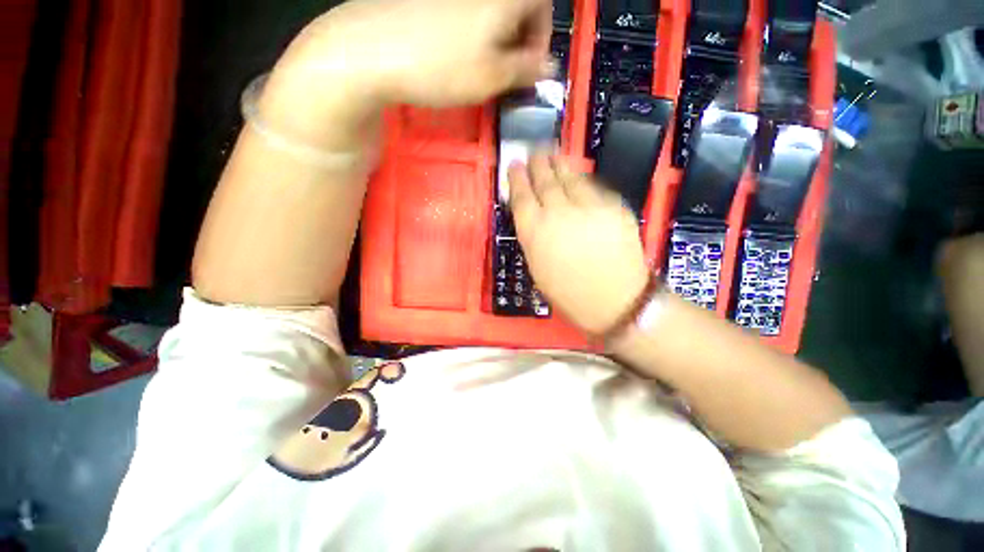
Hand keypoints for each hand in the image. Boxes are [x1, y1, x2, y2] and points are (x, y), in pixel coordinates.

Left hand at [291, 0, 554, 106]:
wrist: (373, 50)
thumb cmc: (442, 67)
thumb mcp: (492, 77)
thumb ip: (525, 70)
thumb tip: (549, 66)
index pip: (542, 4)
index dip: (542, 37)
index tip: (531, 67)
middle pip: (516, 7)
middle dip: (520, 40)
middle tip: (508, 73)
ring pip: (489, 13)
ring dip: (496, 40)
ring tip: (482, 69)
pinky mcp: (428, 1)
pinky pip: (463, 14)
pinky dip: (472, 35)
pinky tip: (457, 56)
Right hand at [509, 153, 650, 334]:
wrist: (615, 300)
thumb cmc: (568, 292)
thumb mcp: (537, 267)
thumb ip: (532, 236)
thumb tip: (532, 213)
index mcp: (535, 232)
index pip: (522, 196)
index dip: (516, 178)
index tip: (514, 165)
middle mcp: (558, 213)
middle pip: (544, 181)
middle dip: (537, 164)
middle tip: (533, 151)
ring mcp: (588, 207)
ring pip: (569, 177)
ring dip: (559, 163)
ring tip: (552, 152)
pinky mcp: (613, 206)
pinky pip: (593, 186)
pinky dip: (582, 178)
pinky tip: (576, 173)